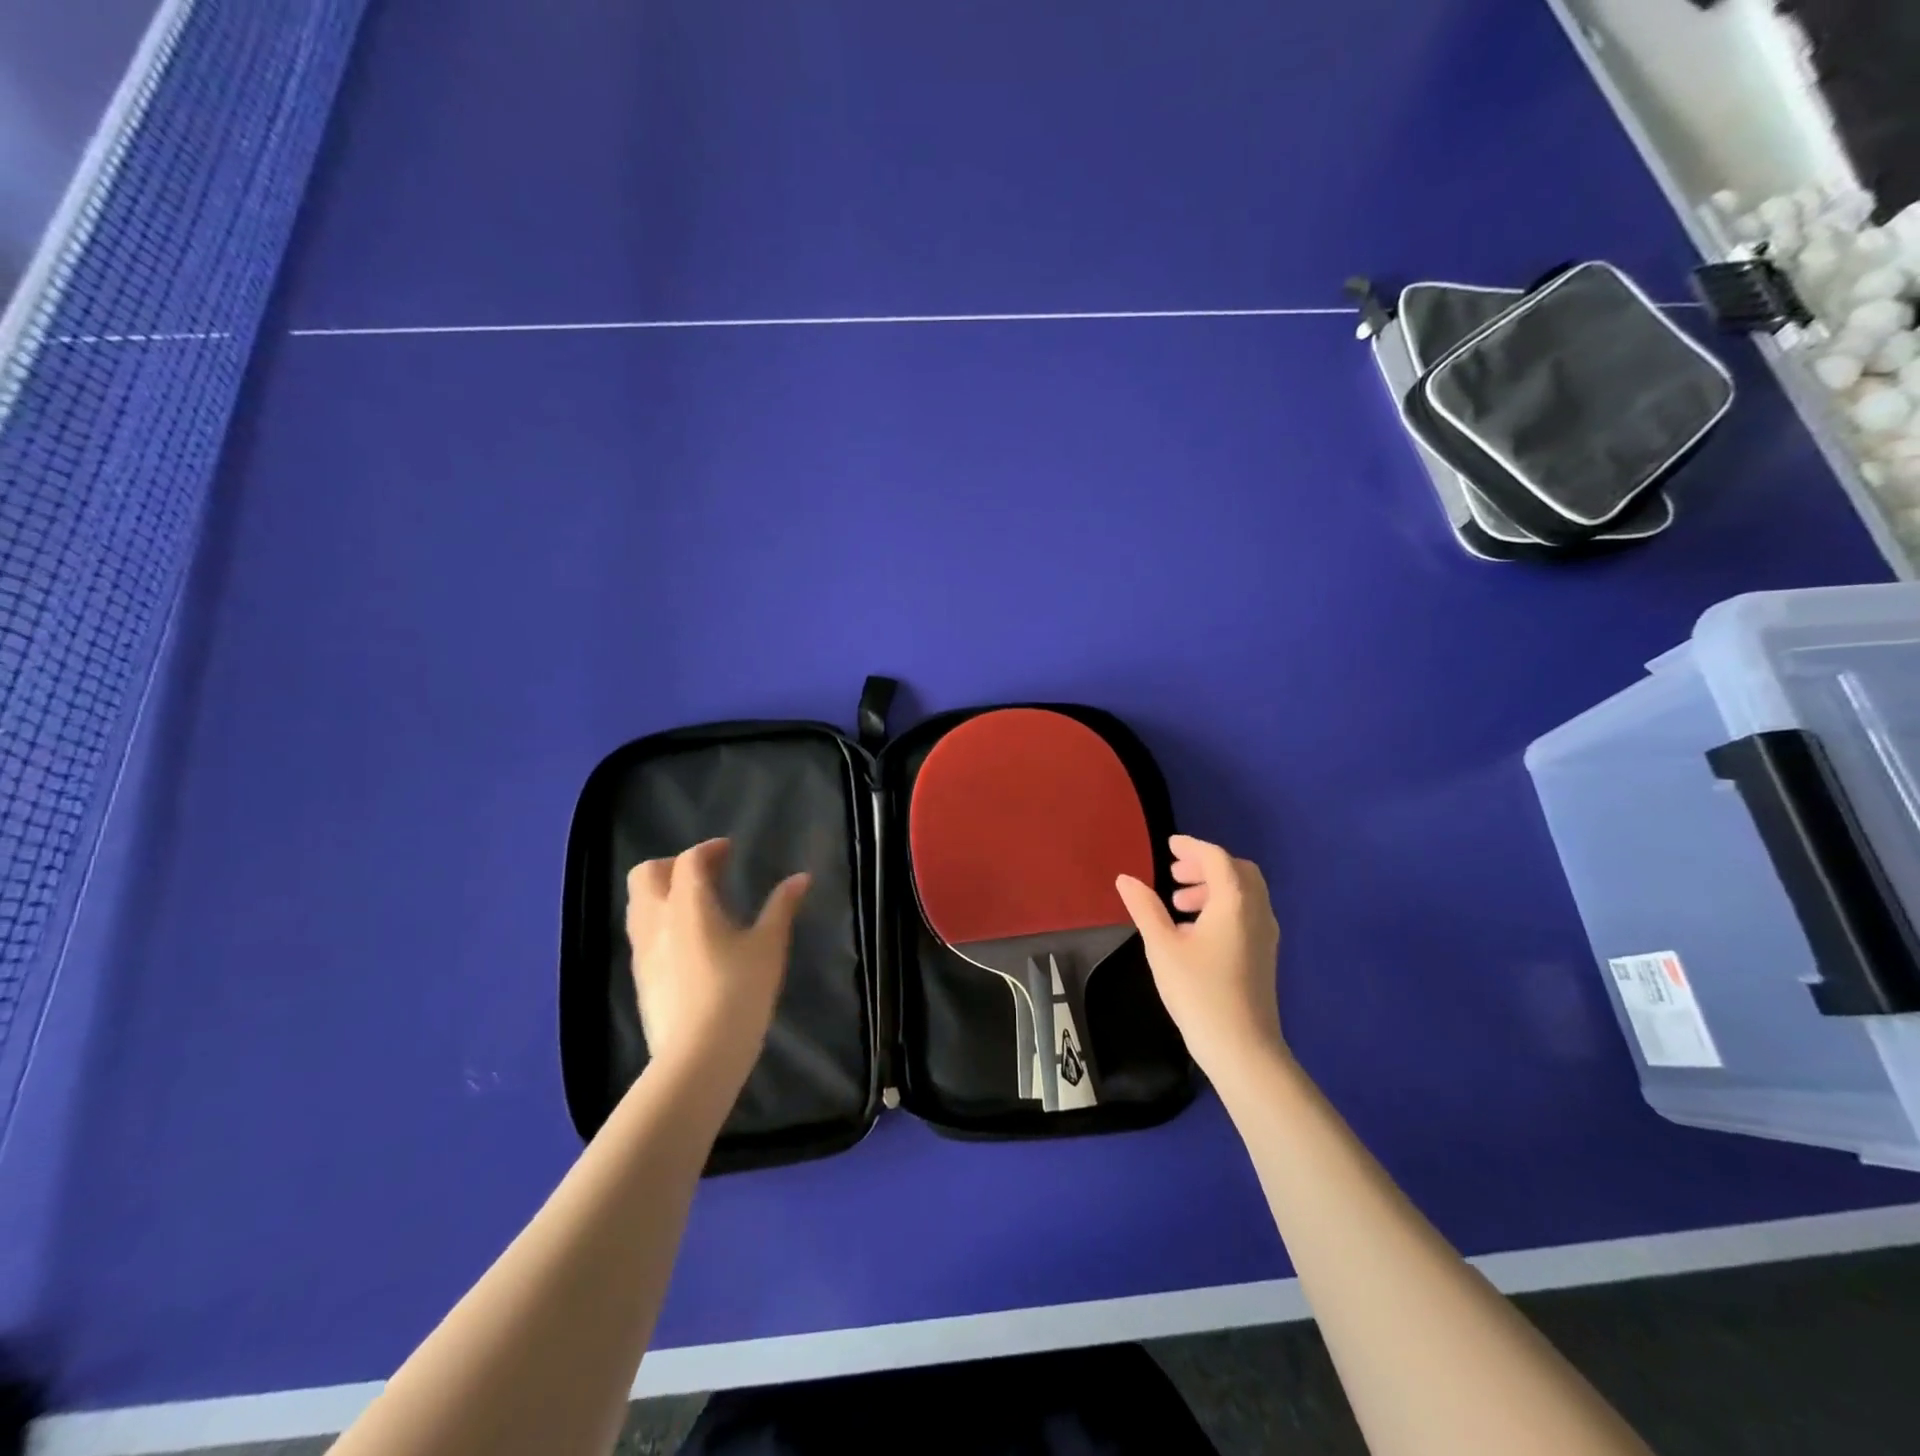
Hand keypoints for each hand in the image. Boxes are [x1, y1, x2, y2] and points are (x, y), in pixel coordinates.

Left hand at [625, 839, 809, 1088]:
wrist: (698, 1056)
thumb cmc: (739, 992)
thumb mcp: (769, 946)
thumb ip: (781, 907)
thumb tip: (801, 878)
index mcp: (688, 904)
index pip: (689, 860)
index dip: (709, 849)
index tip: (728, 851)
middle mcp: (657, 920)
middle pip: (646, 874)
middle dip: (672, 865)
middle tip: (704, 874)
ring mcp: (642, 950)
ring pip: (638, 904)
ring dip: (661, 892)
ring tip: (694, 904)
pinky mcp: (639, 977)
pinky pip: (641, 933)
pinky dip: (659, 921)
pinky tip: (686, 941)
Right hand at [1115, 834, 1283, 1082]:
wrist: (1242, 1049)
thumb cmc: (1199, 992)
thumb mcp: (1162, 947)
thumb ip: (1145, 908)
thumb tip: (1126, 879)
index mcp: (1234, 902)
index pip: (1216, 858)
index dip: (1191, 847)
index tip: (1169, 845)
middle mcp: (1256, 911)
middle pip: (1237, 871)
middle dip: (1206, 865)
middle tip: (1175, 874)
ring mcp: (1265, 934)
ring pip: (1244, 893)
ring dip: (1213, 887)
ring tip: (1178, 903)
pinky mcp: (1264, 955)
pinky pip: (1246, 913)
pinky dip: (1223, 907)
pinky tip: (1195, 931)